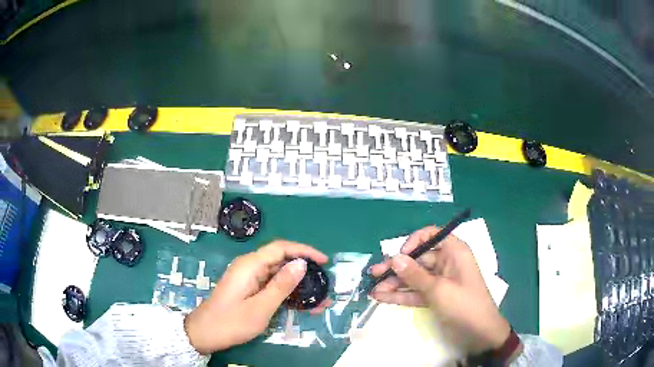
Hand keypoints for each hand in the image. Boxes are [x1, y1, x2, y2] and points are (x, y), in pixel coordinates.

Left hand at [184, 240, 331, 353]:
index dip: (304, 251)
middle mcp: (250, 267)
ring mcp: (249, 278)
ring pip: (279, 275)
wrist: (205, 334)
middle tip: (325, 285)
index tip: (324, 262)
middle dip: (305, 271)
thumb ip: (281, 285)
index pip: (281, 248)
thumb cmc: (231, 322)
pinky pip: (272, 286)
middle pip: (281, 260)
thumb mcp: (260, 307)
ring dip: (299, 286)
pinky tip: (302, 305)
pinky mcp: (249, 289)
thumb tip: (302, 264)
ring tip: (319, 300)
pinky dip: (287, 294)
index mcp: (250, 265)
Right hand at [369, 226, 509, 353]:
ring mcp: (440, 281)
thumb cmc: (464, 304)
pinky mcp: (435, 296)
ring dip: (395, 283)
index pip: (431, 235)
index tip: (399, 255)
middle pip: (418, 259)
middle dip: (396, 267)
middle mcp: (446, 262)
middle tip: (374, 274)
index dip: (414, 241)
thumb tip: (394, 257)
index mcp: (454, 252)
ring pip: (414, 277)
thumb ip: (415, 275)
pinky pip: (416, 292)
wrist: (479, 333)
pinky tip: (382, 298)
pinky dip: (401, 295)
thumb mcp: (438, 289)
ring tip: (372, 290)